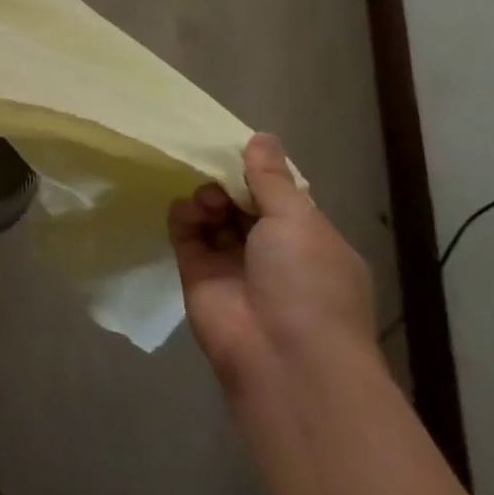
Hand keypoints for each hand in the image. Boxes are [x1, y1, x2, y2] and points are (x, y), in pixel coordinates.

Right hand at [170, 133, 375, 389]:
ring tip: (207, 200)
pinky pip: (186, 235)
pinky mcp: (197, 275)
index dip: (259, 174)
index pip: (279, 198)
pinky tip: (188, 210)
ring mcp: (233, 265)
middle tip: (217, 174)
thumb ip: (271, 178)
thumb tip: (261, 137)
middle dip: (228, 185)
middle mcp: (272, 253)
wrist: (284, 357)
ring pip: (212, 217)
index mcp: (309, 242)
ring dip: (207, 199)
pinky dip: (183, 217)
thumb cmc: (308, 283)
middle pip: (241, 205)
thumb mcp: (298, 221)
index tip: (237, 151)